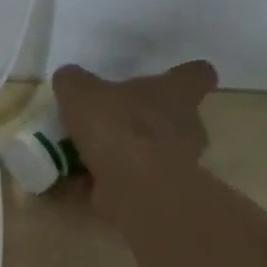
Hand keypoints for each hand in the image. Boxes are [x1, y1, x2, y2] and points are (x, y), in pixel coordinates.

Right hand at [52, 61, 218, 211]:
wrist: (135, 188)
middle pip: (176, 116)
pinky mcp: (162, 192)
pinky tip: (85, 180)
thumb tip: (69, 78)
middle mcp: (187, 125)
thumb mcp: (81, 93)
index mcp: (178, 92)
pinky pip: (136, 180)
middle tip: (115, 119)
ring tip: (92, 153)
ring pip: (156, 151)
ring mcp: (179, 162)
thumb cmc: (118, 128)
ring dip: (130, 152)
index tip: (167, 78)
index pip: (197, 74)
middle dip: (149, 118)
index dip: (183, 75)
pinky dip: (115, 180)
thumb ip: (74, 82)